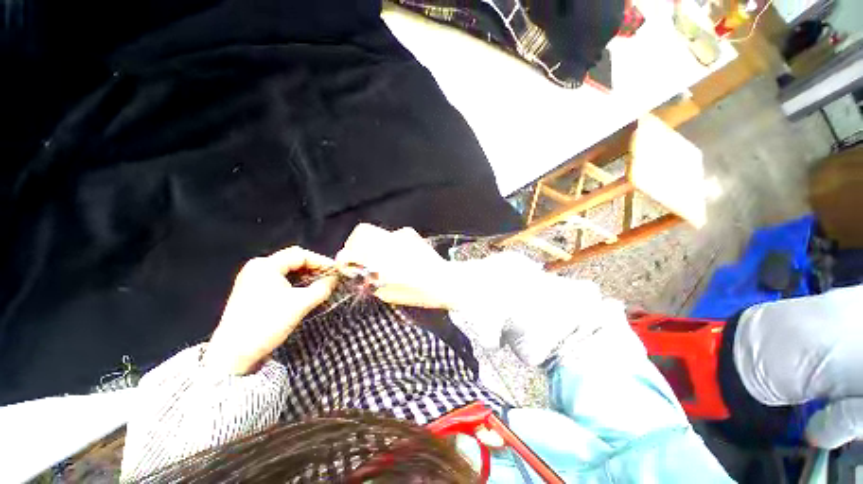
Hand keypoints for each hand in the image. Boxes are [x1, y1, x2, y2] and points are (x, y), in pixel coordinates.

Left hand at [204, 247, 336, 374]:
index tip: (336, 272)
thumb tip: (335, 279)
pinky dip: (295, 284)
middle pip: (293, 261)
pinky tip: (305, 291)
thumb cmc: (267, 324)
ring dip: (305, 276)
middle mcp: (257, 268)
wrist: (233, 355)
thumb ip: (322, 288)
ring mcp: (252, 280)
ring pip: (287, 271)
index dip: (321, 262)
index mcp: (265, 266)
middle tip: (330, 278)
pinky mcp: (251, 292)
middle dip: (314, 269)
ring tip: (321, 285)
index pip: (300, 255)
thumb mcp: (300, 305)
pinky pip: (279, 280)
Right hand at [336, 224, 455, 308]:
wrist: (443, 281)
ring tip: (382, 257)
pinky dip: (390, 243)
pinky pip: (393, 234)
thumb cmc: (416, 292)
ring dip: (374, 243)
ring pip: (378, 232)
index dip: (343, 259)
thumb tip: (361, 274)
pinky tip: (399, 254)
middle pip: (361, 232)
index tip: (345, 265)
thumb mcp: (387, 294)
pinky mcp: (410, 234)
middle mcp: (387, 242)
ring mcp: (400, 235)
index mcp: (379, 260)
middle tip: (359, 256)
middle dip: (355, 243)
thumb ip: (370, 281)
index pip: (350, 252)